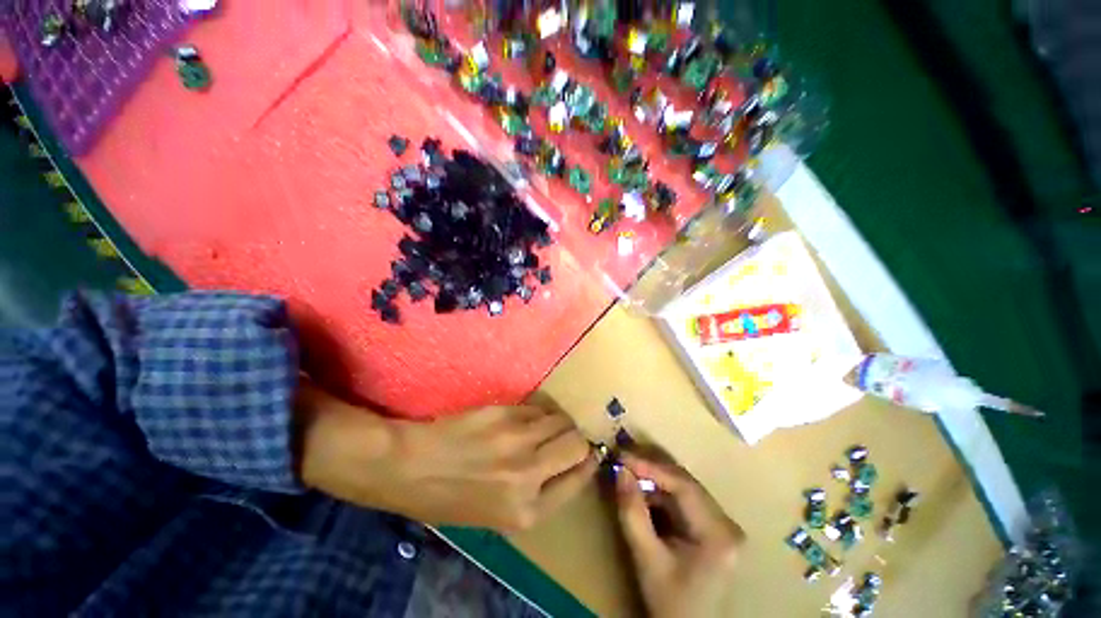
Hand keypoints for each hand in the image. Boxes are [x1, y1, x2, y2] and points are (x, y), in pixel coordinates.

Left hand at [296, 380, 597, 531]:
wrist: (408, 468)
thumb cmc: (448, 498)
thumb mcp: (496, 515)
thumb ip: (535, 493)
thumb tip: (565, 465)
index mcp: (527, 511)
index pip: (579, 478)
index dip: (588, 462)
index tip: (590, 452)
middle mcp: (528, 475)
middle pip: (576, 444)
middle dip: (577, 439)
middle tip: (566, 436)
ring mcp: (517, 440)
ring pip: (560, 420)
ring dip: (558, 422)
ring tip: (546, 425)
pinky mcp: (505, 414)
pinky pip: (536, 409)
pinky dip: (538, 413)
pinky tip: (525, 418)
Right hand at [615, 453, 744, 617]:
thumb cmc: (671, 603)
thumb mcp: (647, 560)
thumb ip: (632, 513)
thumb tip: (620, 471)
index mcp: (718, 533)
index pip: (683, 485)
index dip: (651, 466)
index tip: (622, 456)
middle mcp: (725, 522)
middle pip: (684, 482)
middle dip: (651, 468)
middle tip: (621, 457)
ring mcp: (720, 524)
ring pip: (682, 488)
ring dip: (654, 478)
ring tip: (627, 470)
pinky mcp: (711, 527)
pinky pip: (682, 500)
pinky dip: (659, 493)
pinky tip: (641, 491)